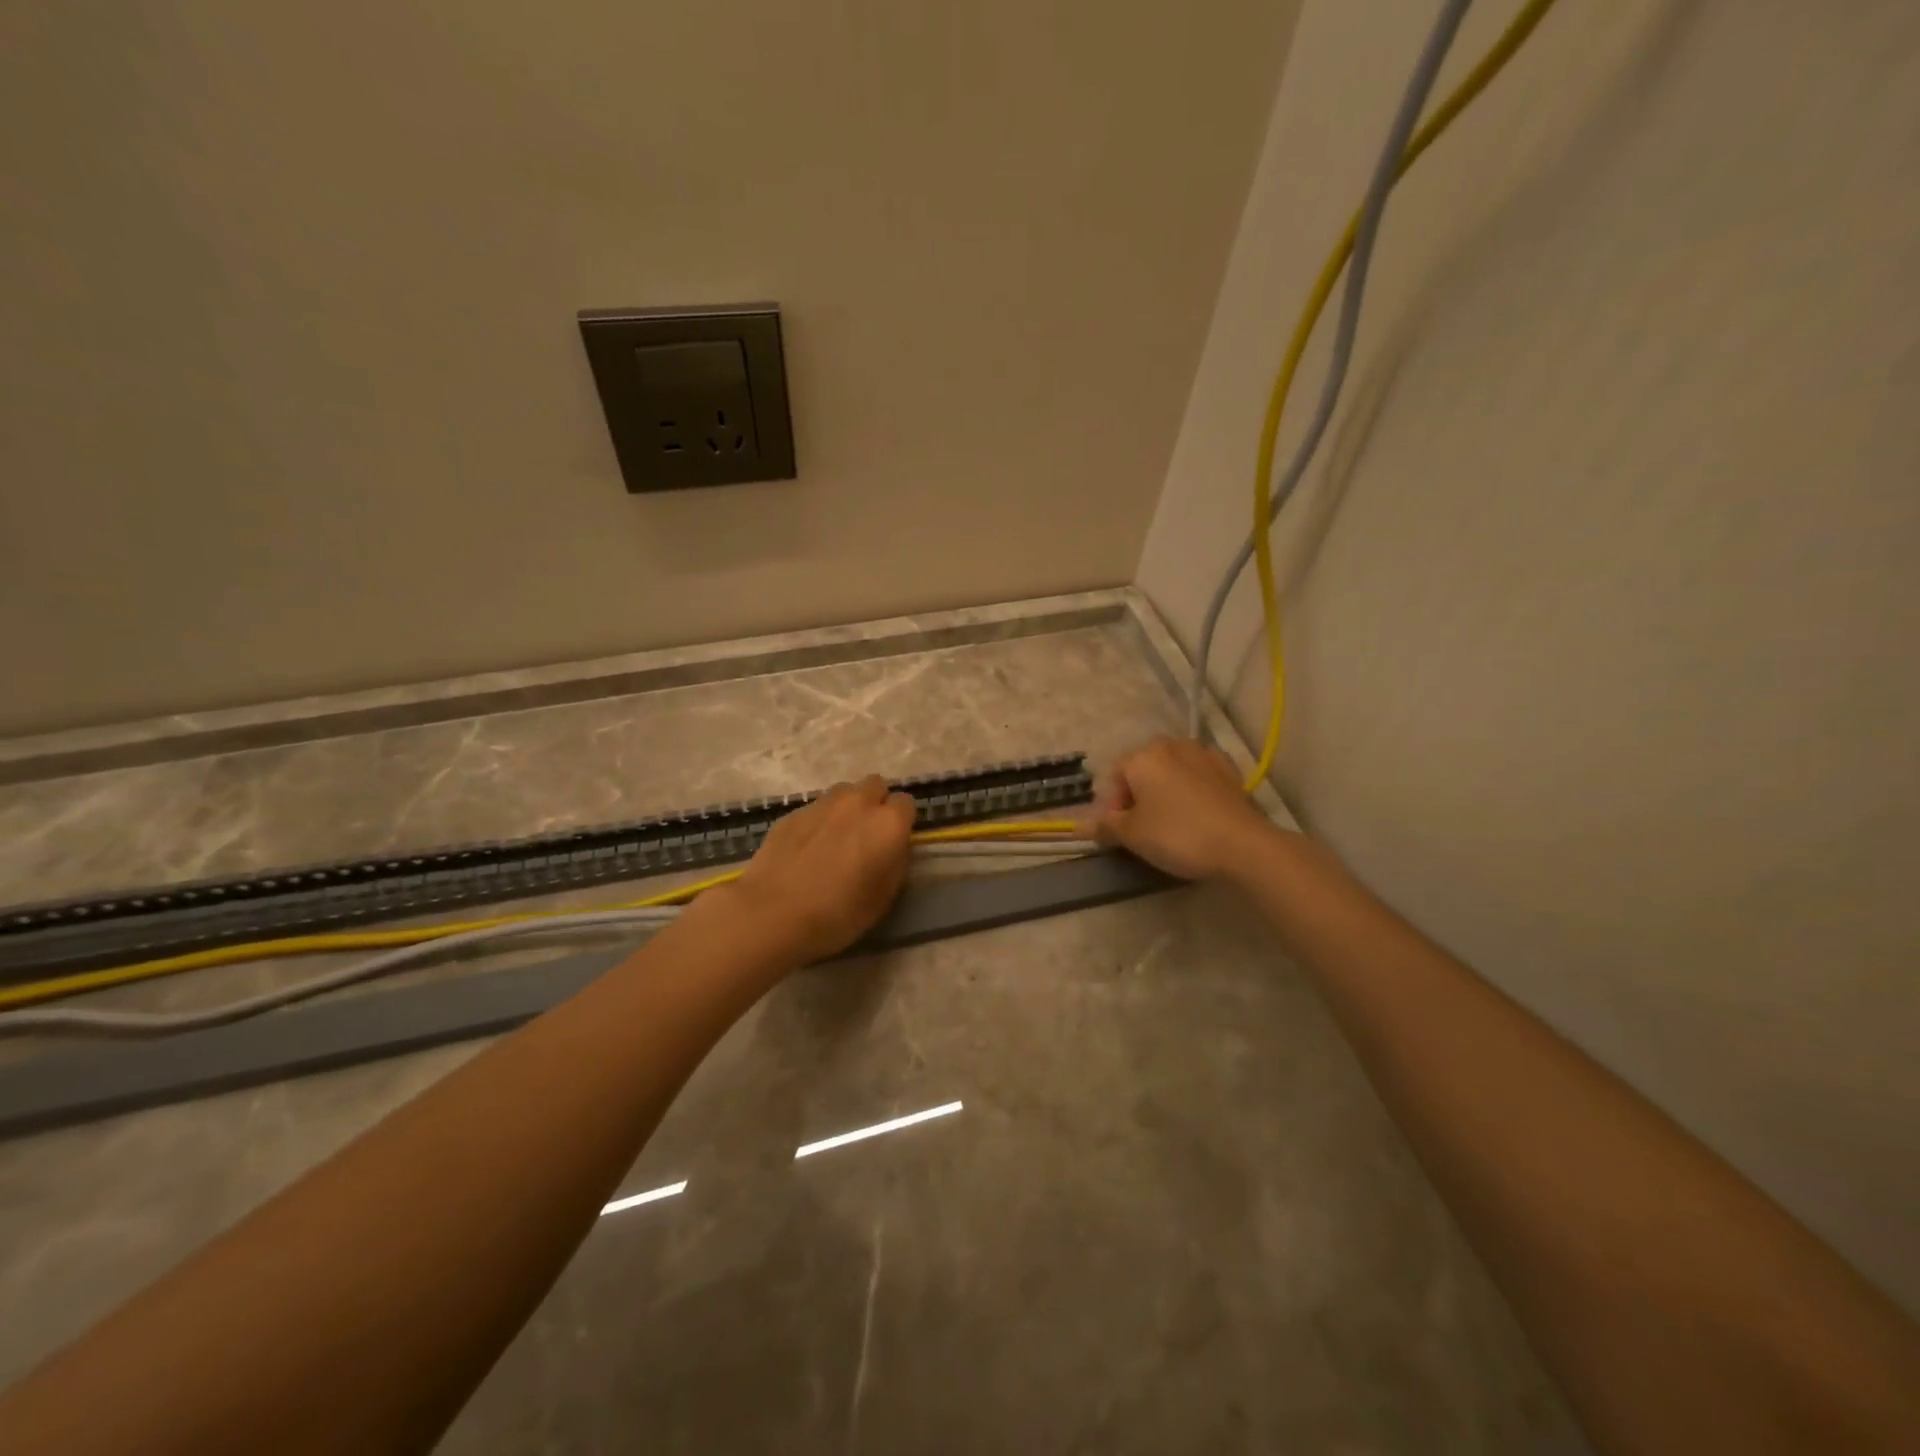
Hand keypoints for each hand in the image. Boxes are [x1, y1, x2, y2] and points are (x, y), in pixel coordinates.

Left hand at [725, 775, 916, 963]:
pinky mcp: (793, 812)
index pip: (907, 803)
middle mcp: (858, 802)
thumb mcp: (883, 899)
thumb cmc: (837, 913)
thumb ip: (895, 864)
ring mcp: (822, 804)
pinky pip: (816, 808)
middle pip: (875, 785)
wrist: (772, 913)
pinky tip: (808, 848)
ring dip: (848, 808)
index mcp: (888, 823)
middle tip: (867, 835)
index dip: (902, 822)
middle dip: (876, 803)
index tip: (894, 842)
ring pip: (844, 792)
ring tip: (837, 838)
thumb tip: (893, 849)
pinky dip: (819, 821)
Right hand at [1088, 736, 1276, 880]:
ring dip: (1166, 789)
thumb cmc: (1177, 835)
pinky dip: (1192, 789)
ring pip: (1172, 770)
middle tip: (1143, 827)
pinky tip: (1197, 812)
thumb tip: (1078, 827)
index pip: (1115, 776)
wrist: (1242, 844)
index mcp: (1143, 756)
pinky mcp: (1229, 769)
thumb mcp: (1133, 835)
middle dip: (1138, 794)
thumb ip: (1105, 827)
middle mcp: (1172, 745)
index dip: (1112, 805)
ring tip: (1170, 820)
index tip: (1120, 832)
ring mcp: (1204, 754)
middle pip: (1144, 768)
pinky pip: (1199, 775)